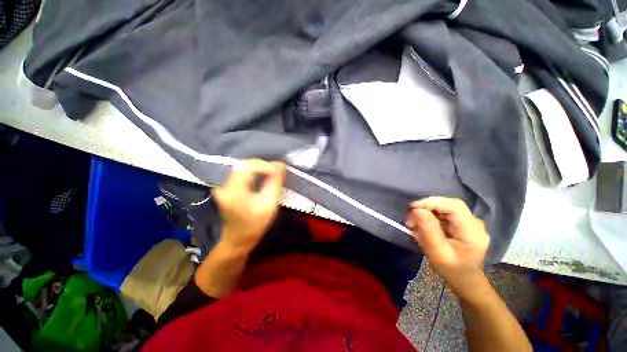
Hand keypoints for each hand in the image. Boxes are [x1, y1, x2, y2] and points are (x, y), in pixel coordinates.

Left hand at [213, 159, 285, 253]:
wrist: (238, 239)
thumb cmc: (255, 224)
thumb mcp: (270, 204)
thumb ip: (275, 182)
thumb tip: (280, 164)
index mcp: (234, 190)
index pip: (248, 166)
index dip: (265, 165)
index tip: (278, 170)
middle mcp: (224, 184)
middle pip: (245, 165)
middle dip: (262, 165)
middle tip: (276, 171)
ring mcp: (223, 185)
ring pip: (243, 168)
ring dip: (259, 168)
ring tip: (272, 173)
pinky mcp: (226, 187)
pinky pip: (242, 173)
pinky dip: (254, 172)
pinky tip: (263, 176)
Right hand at [405, 197, 489, 298]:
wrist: (464, 280)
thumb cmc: (452, 270)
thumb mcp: (438, 254)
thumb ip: (429, 231)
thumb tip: (417, 210)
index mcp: (472, 231)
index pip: (453, 206)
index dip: (432, 202)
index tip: (412, 207)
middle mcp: (474, 223)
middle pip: (448, 205)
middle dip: (426, 208)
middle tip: (410, 220)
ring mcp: (469, 222)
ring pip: (444, 208)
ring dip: (426, 213)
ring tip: (414, 225)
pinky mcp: (461, 223)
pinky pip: (443, 214)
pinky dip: (429, 217)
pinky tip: (422, 227)